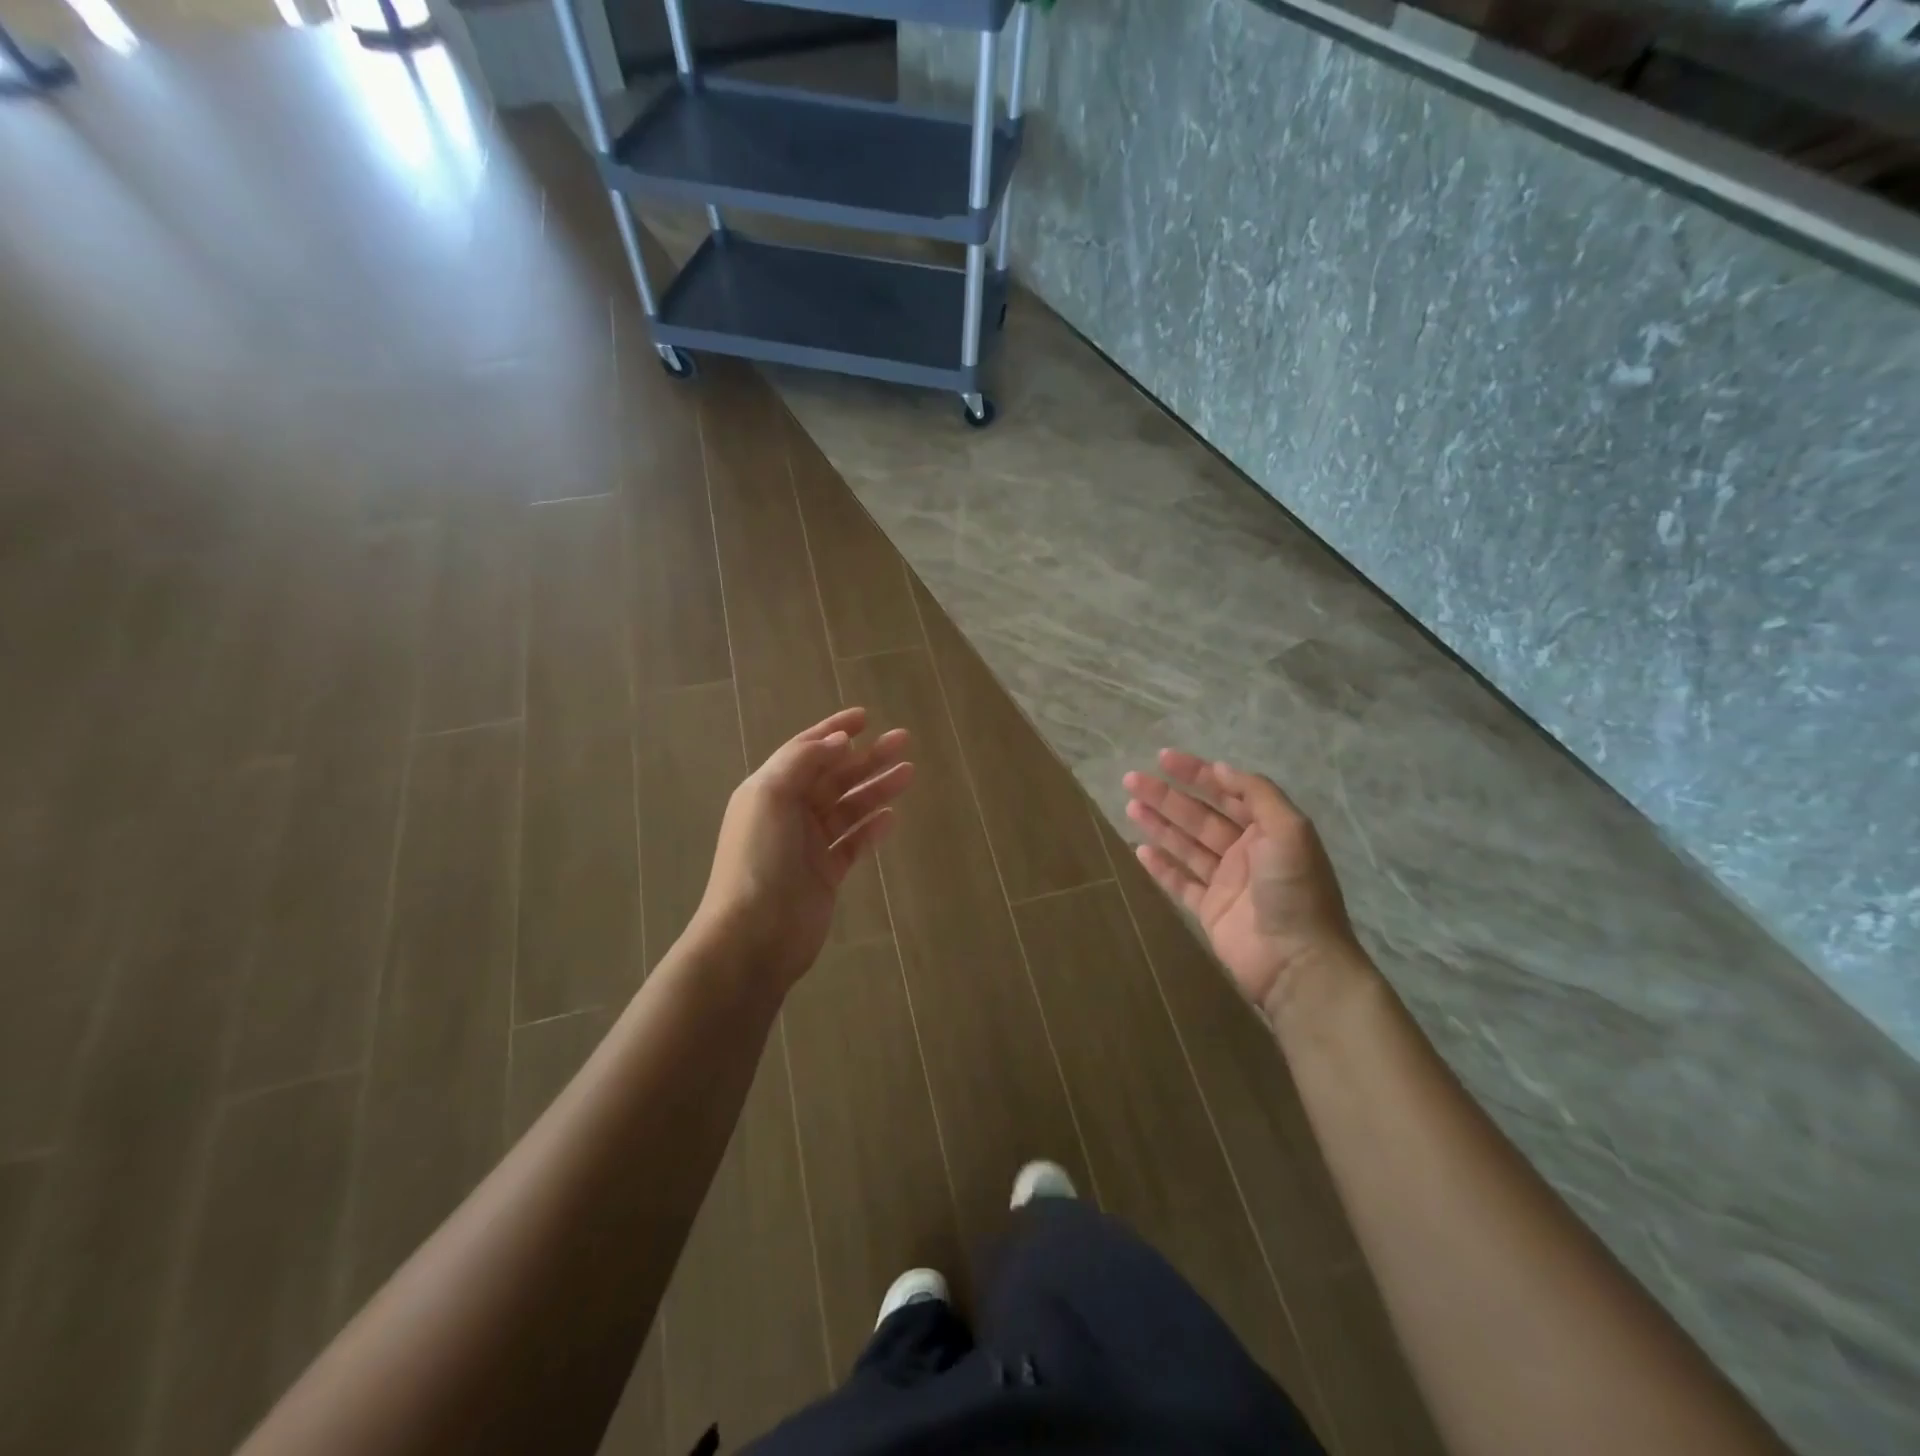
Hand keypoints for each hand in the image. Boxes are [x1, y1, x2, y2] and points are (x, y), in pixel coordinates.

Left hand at [692, 707, 912, 994]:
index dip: (834, 730)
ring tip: (909, 773)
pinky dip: (872, 828)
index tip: (866, 717)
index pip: (805, 750)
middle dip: (867, 757)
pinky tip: (892, 818)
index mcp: (770, 789)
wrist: (754, 935)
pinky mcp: (826, 874)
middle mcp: (789, 812)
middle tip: (904, 741)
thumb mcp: (771, 796)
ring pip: (849, 807)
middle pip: (834, 776)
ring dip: (876, 789)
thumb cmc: (760, 859)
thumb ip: (804, 761)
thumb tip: (838, 740)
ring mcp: (808, 845)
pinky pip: (854, 843)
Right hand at [1124, 750, 1361, 1020]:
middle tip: (1132, 780)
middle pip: (1199, 816)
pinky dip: (1162, 866)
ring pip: (1186, 845)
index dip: (1196, 773)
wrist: (1297, 962)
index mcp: (1268, 829)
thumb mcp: (1289, 830)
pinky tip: (1140, 850)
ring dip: (1159, 824)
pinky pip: (1181, 882)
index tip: (1163, 758)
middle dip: (1167, 796)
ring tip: (1129, 806)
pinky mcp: (1210, 910)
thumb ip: (1257, 794)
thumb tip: (1221, 768)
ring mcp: (1227, 882)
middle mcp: (1246, 851)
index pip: (1227, 792)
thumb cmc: (1294, 890)